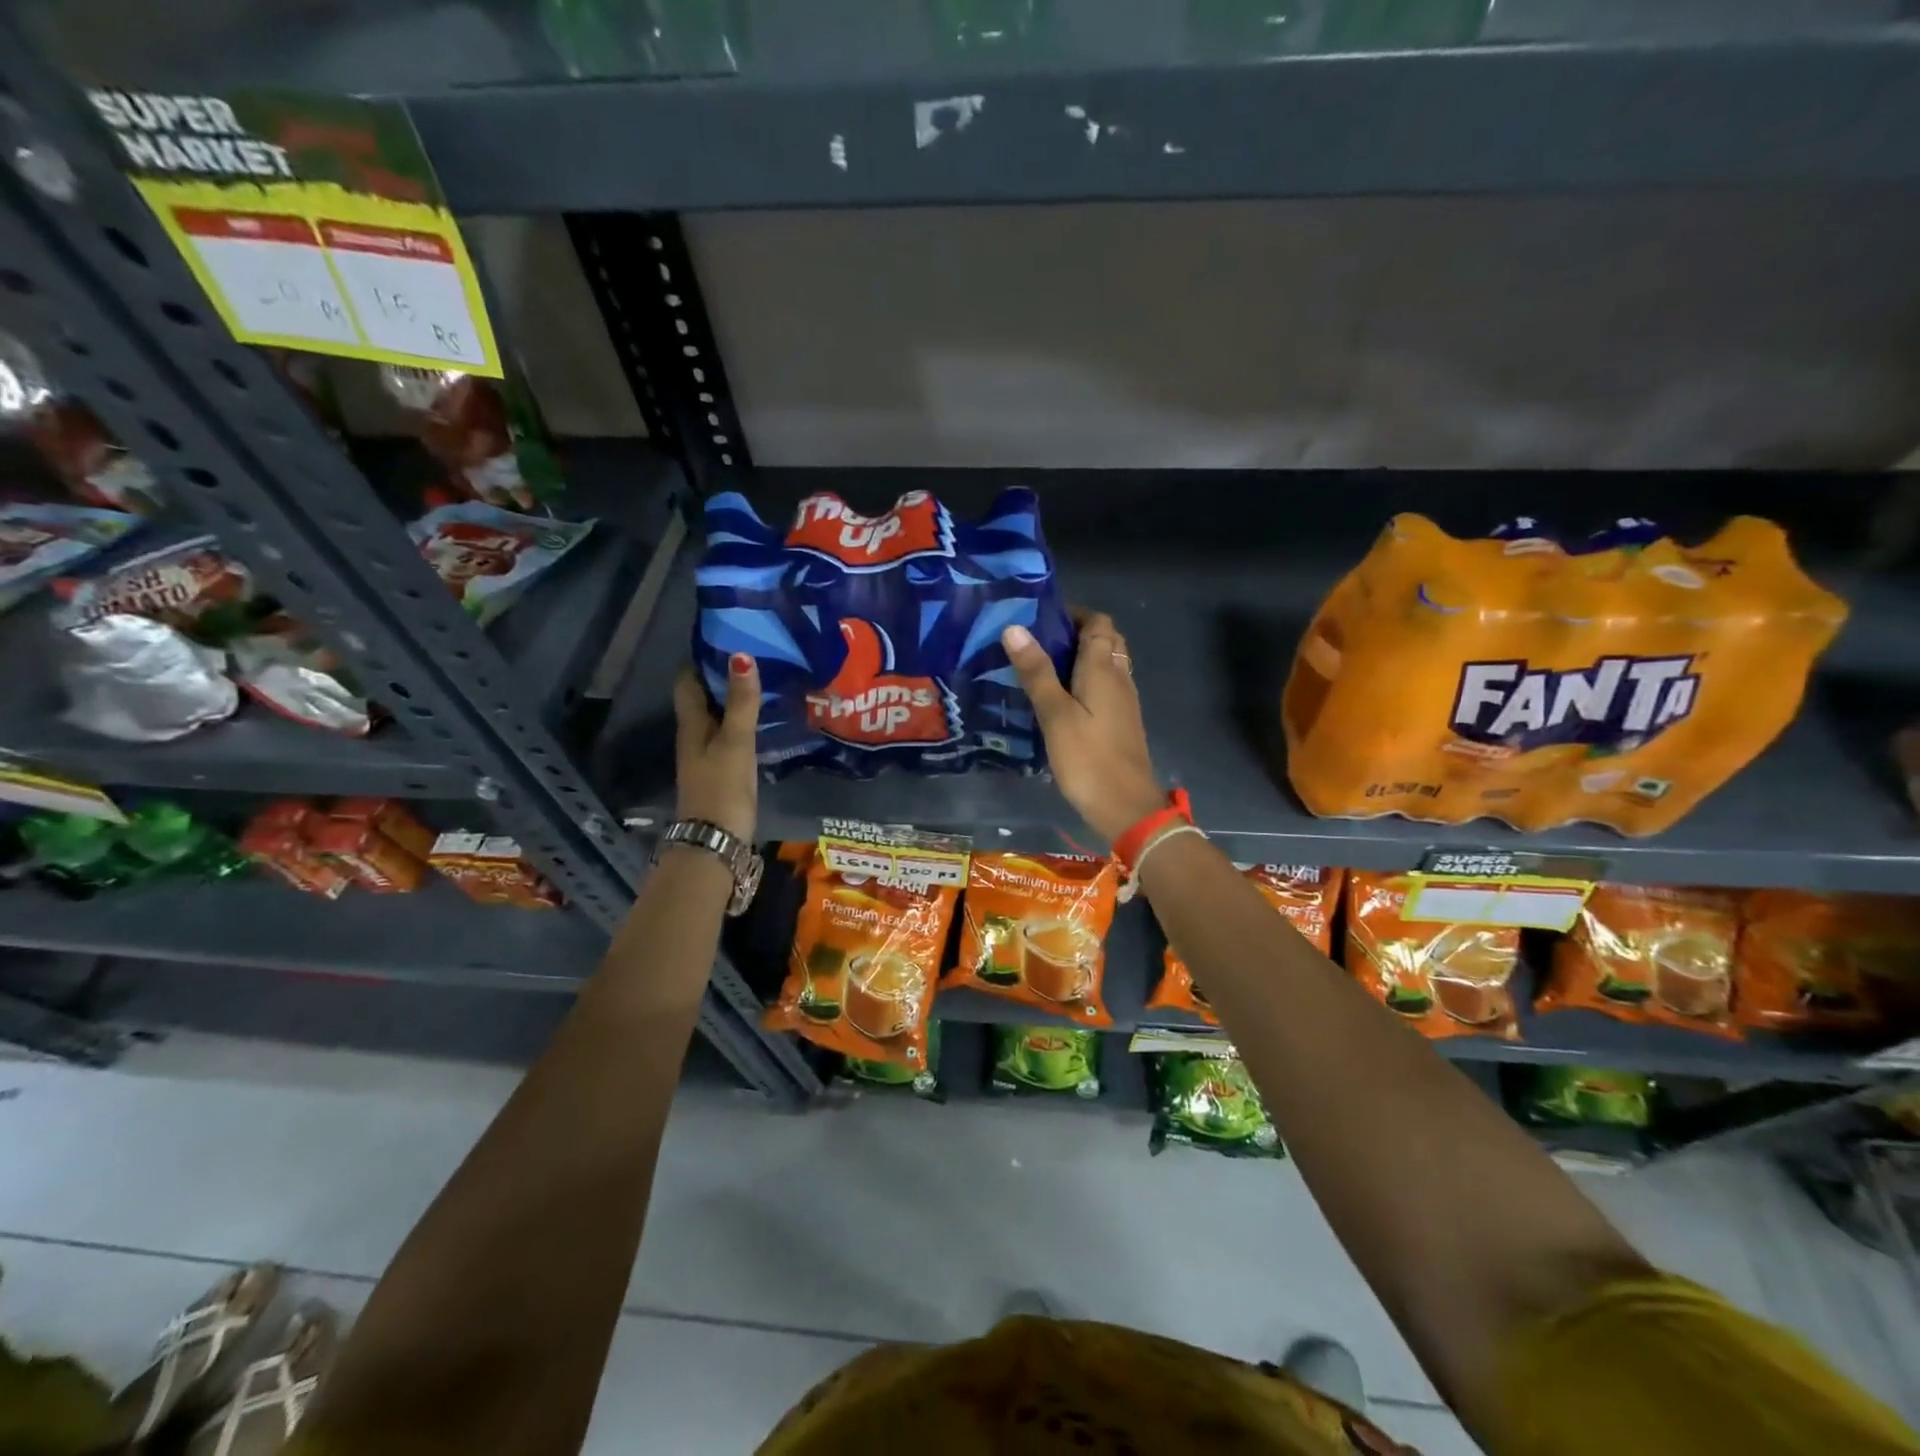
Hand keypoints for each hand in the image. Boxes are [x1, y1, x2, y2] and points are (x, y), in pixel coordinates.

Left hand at [672, 655, 759, 841]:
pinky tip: (763, 721)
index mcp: (691, 725)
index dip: (701, 659)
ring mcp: (707, 757)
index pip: (688, 682)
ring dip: (734, 700)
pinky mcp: (723, 773)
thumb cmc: (722, 788)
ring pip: (717, 718)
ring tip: (764, 681)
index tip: (726, 637)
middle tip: (754, 655)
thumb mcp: (735, 742)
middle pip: (703, 699)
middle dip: (722, 677)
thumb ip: (741, 702)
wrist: (715, 842)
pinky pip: (730, 737)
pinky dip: (743, 723)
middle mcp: (694, 737)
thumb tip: (740, 655)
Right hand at [1002, 610, 1165, 843]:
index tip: (1039, 617)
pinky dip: (1084, 680)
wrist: (1126, 807)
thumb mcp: (1055, 714)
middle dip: (1075, 632)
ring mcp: (1123, 701)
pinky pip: (1104, 686)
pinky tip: (1058, 697)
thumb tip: (1015, 628)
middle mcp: (1119, 678)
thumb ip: (1036, 671)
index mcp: (1104, 669)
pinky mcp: (1120, 722)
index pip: (1098, 622)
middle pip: (1105, 640)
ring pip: (1106, 664)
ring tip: (1041, 664)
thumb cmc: (1088, 758)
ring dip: (1080, 657)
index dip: (1073, 613)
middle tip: (1036, 640)